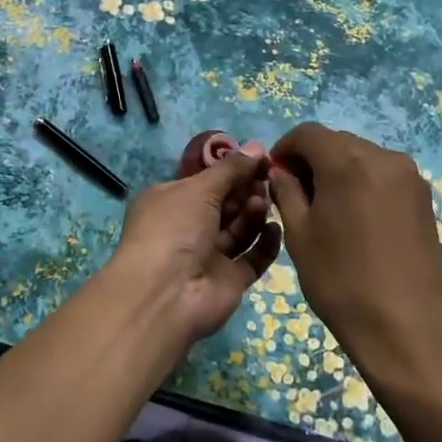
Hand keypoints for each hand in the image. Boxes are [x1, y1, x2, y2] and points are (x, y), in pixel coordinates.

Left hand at [106, 149, 282, 346]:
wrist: (166, 295)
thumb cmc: (174, 229)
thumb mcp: (199, 188)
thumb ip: (231, 168)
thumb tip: (256, 146)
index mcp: (170, 201)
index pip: (205, 181)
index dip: (232, 169)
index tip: (260, 158)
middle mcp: (188, 228)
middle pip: (225, 204)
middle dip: (246, 190)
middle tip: (267, 178)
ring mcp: (209, 256)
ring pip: (240, 229)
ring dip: (253, 213)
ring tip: (263, 203)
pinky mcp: (230, 280)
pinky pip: (253, 258)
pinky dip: (265, 243)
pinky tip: (274, 229)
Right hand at [268, 123, 441, 384]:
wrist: (403, 327)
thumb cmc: (340, 281)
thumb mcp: (299, 235)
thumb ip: (286, 192)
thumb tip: (281, 171)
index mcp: (347, 162)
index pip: (308, 133)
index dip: (286, 147)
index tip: (275, 173)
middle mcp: (383, 157)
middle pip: (337, 141)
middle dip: (313, 158)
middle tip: (297, 192)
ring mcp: (409, 176)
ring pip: (362, 155)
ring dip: (339, 169)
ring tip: (328, 207)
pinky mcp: (423, 196)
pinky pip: (384, 174)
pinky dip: (363, 181)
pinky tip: (356, 215)